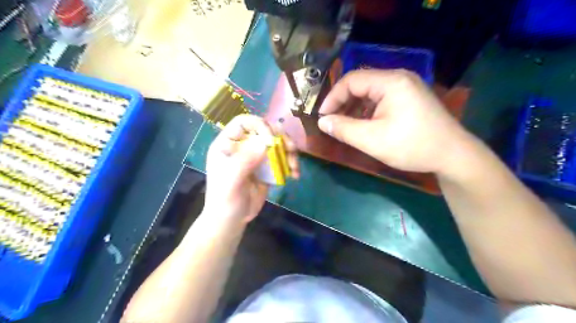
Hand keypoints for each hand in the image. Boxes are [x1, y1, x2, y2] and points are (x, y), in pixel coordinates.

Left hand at [205, 115, 299, 223]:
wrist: (232, 221)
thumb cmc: (224, 200)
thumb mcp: (231, 181)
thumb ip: (245, 161)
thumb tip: (266, 142)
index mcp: (228, 144)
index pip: (244, 122)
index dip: (259, 125)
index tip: (271, 140)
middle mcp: (243, 146)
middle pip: (265, 130)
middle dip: (281, 138)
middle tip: (291, 150)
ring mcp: (256, 156)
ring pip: (277, 143)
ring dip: (290, 151)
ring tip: (294, 167)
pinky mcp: (267, 167)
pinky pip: (282, 158)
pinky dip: (291, 163)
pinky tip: (295, 174)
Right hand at [320, 69, 471, 174]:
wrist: (453, 156)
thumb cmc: (411, 146)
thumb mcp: (372, 140)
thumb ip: (344, 129)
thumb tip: (322, 122)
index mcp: (391, 82)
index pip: (351, 80)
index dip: (333, 97)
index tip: (323, 116)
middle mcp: (399, 78)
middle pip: (361, 84)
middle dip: (343, 102)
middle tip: (333, 122)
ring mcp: (407, 87)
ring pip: (370, 92)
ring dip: (355, 107)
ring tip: (346, 125)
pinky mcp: (410, 98)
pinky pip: (381, 99)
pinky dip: (368, 110)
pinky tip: (364, 125)